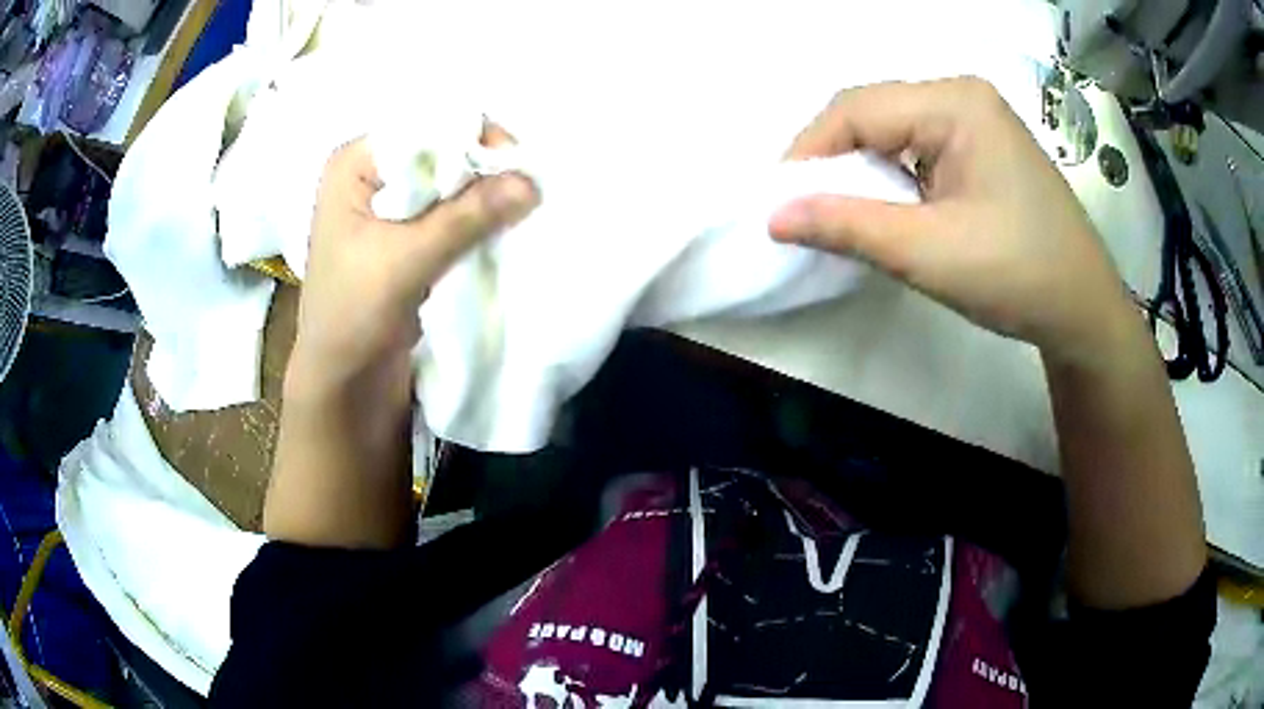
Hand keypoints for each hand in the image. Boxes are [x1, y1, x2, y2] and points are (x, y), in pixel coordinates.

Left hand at [288, 134, 537, 399]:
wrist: (343, 379)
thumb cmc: (352, 314)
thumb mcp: (406, 260)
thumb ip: (465, 218)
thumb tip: (531, 181)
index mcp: (354, 165)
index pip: (423, 128)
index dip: (471, 138)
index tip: (515, 165)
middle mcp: (371, 174)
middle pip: (438, 151)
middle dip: (481, 169)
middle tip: (524, 189)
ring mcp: (388, 205)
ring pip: (447, 182)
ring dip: (482, 195)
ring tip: (518, 209)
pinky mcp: (405, 234)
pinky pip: (448, 211)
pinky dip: (474, 218)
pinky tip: (499, 227)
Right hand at [770, 78, 1132, 364]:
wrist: (1083, 311)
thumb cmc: (1018, 276)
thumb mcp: (928, 252)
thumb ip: (847, 226)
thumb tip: (773, 216)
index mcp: (956, 103)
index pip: (858, 108)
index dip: (809, 150)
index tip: (780, 201)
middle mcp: (963, 97)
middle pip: (874, 112)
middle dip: (834, 159)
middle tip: (805, 209)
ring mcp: (976, 121)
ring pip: (893, 130)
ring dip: (862, 169)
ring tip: (841, 212)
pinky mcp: (982, 148)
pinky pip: (918, 148)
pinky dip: (892, 176)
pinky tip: (887, 207)